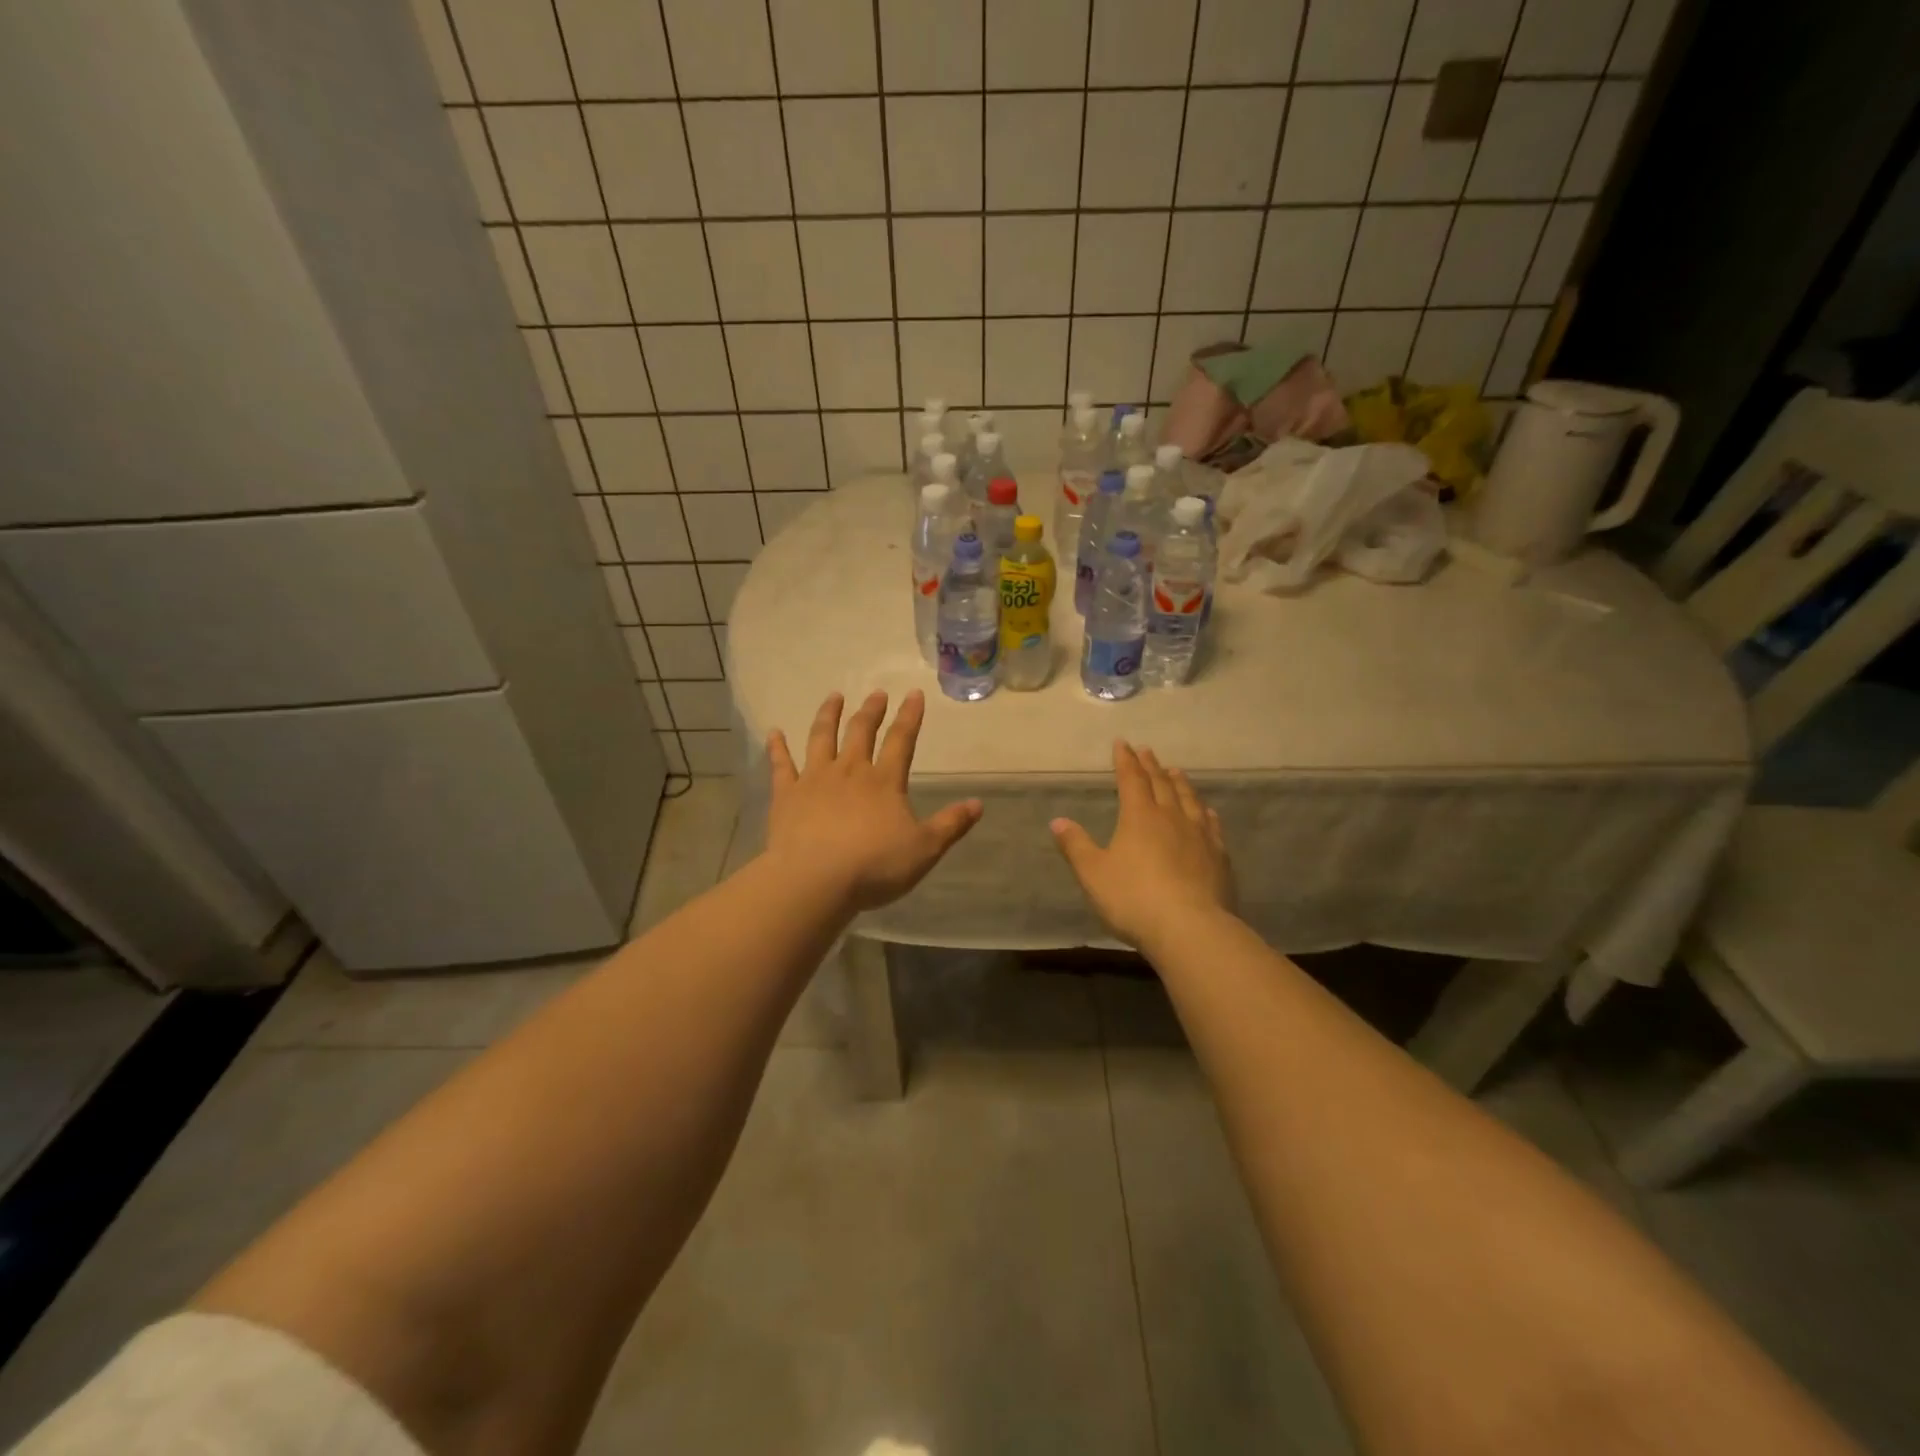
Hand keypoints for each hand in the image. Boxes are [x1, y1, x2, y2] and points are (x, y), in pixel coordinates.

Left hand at [765, 690, 981, 911]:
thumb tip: (978, 804)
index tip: (914, 694)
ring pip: (821, 738)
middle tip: (876, 693)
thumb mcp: (924, 849)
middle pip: (861, 732)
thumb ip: (951, 825)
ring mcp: (814, 779)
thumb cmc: (874, 866)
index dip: (910, 717)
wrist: (816, 880)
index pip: (901, 741)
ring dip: (828, 715)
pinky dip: (777, 747)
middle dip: (871, 711)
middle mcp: (850, 771)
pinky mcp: (786, 795)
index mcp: (884, 782)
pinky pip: (780, 765)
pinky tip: (774, 732)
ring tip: (833, 697)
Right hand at [1051, 742, 1235, 948]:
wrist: (1190, 928)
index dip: (1125, 760)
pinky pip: (1211, 825)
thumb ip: (1075, 845)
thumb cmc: (1133, 898)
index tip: (1122, 743)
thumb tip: (1057, 820)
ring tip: (1175, 771)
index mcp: (1139, 816)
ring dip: (1180, 783)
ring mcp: (1199, 835)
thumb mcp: (1093, 874)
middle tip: (1147, 751)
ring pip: (1189, 799)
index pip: (1131, 779)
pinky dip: (1205, 812)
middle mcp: (1171, 817)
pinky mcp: (1218, 857)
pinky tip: (1206, 812)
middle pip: (1161, 784)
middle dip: (1151, 766)